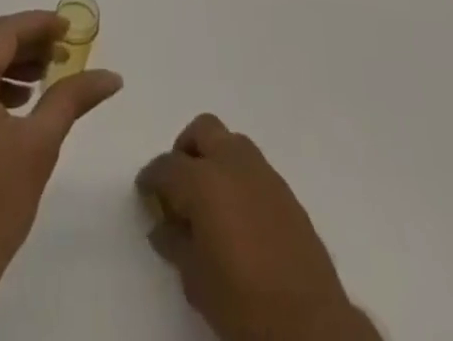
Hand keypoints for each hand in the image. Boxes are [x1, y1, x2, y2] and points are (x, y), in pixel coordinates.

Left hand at [0, 9, 123, 299]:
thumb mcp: (40, 145)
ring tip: (45, 79)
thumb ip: (73, 97)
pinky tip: (16, 104)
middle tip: (63, 55)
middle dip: (27, 46)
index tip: (70, 28)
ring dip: (8, 66)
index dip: (39, 25)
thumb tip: (112, 76)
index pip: (3, 33)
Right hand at [137, 114, 377, 340]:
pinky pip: (253, 166)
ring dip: (215, 158)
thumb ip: (175, 242)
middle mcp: (232, 163)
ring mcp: (263, 172)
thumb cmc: (241, 301)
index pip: (166, 166)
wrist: (307, 322)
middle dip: (185, 150)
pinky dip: (238, 175)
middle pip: (202, 131)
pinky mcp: (285, 189)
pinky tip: (237, 212)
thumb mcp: (195, 278)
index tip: (145, 193)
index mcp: (203, 180)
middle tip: (178, 185)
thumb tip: (163, 225)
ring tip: (209, 198)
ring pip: (231, 142)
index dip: (151, 178)